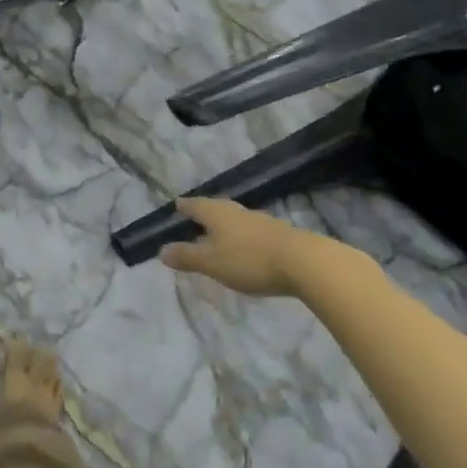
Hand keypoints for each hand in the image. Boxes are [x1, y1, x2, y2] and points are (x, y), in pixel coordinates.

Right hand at [162, 196, 363, 296]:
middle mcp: (235, 210)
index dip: (183, 207)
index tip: (175, 207)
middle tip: (192, 220)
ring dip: (222, 226)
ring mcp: (258, 220)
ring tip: (215, 236)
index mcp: (215, 213)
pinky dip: (239, 236)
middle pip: (214, 208)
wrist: (304, 262)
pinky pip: (249, 230)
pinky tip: (242, 248)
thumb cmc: (250, 260)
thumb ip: (187, 256)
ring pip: (233, 218)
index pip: (193, 204)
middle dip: (202, 214)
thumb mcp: (212, 263)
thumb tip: (161, 250)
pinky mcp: (276, 233)